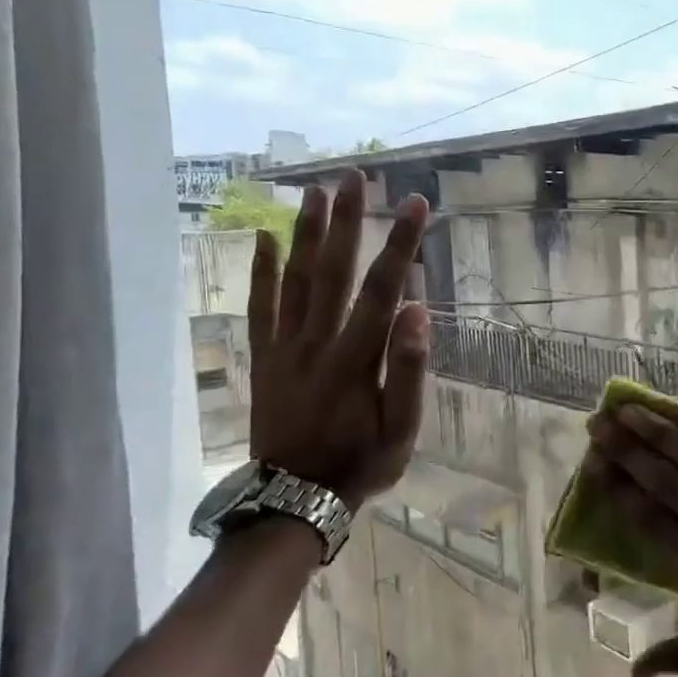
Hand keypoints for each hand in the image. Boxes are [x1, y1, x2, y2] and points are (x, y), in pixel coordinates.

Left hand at [248, 174, 431, 510]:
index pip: (383, 290)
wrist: (294, 499)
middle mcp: (317, 342)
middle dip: (347, 221)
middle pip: (333, 271)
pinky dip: (261, 272)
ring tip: (315, 192)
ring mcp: (284, 348)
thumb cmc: (360, 464)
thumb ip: (410, 370)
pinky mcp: (264, 358)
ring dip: (306, 234)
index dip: (401, 244)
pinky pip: (260, 308)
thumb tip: (418, 311)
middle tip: (352, 176)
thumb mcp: (401, 430)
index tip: (415, 204)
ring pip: (294, 280)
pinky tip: (264, 239)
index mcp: (356, 358)